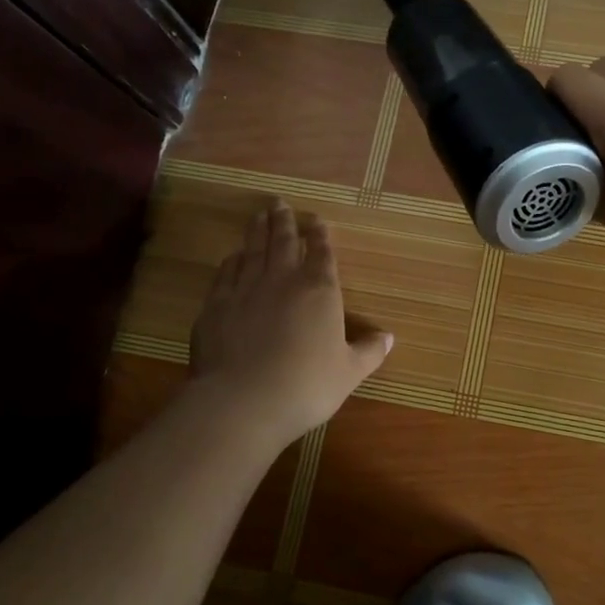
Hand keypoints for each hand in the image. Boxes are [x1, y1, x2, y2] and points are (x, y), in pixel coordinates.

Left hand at [189, 200, 392, 452]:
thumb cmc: (306, 385)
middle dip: (284, 221)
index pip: (322, 253)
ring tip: (259, 215)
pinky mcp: (215, 306)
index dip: (321, 235)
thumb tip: (389, 337)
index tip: (317, 220)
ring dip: (257, 231)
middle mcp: (282, 280)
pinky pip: (225, 273)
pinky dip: (232, 260)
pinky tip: (233, 256)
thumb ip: (369, 352)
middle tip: (280, 203)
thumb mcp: (348, 372)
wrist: (243, 401)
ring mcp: (245, 289)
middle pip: (284, 242)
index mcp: (319, 290)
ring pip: (253, 250)